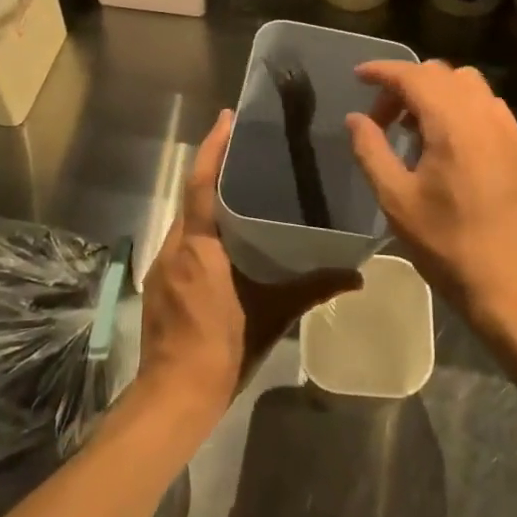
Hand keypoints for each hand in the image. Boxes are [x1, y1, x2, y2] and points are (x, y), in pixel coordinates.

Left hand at [135, 110, 361, 433]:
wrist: (173, 398)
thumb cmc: (222, 348)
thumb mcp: (273, 316)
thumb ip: (313, 289)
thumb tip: (357, 274)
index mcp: (200, 244)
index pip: (202, 183)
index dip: (213, 147)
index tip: (227, 117)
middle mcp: (175, 246)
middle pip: (193, 195)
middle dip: (214, 168)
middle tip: (245, 149)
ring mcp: (162, 266)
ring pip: (186, 220)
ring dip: (207, 201)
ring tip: (241, 189)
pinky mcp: (159, 284)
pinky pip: (181, 242)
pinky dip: (200, 230)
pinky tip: (224, 240)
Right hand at [345, 61, 516, 333]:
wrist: (505, 278)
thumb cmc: (444, 240)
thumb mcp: (394, 198)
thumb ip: (371, 150)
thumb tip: (356, 118)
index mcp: (452, 123)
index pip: (413, 76)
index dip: (382, 71)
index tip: (359, 77)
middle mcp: (482, 114)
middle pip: (439, 73)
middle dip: (405, 84)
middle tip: (382, 118)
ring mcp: (506, 127)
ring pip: (466, 83)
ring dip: (435, 91)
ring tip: (414, 125)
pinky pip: (486, 103)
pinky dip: (461, 104)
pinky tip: (448, 139)